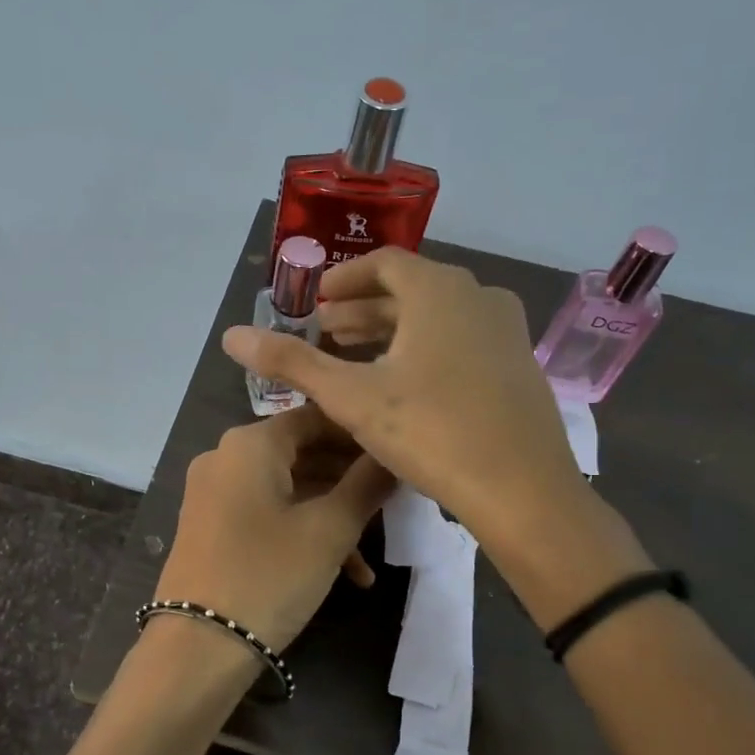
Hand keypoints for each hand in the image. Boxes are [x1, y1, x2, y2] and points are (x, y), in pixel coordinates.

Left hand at [154, 405, 395, 651]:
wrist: (198, 647)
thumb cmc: (269, 575)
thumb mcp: (329, 530)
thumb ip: (366, 484)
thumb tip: (393, 455)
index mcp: (250, 443)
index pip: (316, 416)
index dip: (360, 433)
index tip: (398, 452)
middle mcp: (225, 457)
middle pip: (302, 452)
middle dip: (350, 478)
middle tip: (395, 501)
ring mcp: (214, 492)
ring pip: (288, 487)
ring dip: (332, 514)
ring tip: (375, 553)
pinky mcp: (211, 526)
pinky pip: (266, 512)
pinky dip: (302, 531)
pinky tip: (345, 573)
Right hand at [221, 249, 650, 613]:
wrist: (523, 490)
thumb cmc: (431, 430)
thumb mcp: (351, 397)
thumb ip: (292, 363)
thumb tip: (231, 336)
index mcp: (439, 290)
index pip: (384, 263)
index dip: (344, 279)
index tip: (316, 301)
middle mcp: (478, 297)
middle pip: (410, 291)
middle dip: (363, 311)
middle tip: (326, 334)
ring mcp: (506, 331)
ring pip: (437, 318)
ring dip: (392, 332)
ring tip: (356, 358)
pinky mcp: (519, 366)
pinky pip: (462, 341)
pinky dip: (425, 349)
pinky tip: (404, 386)